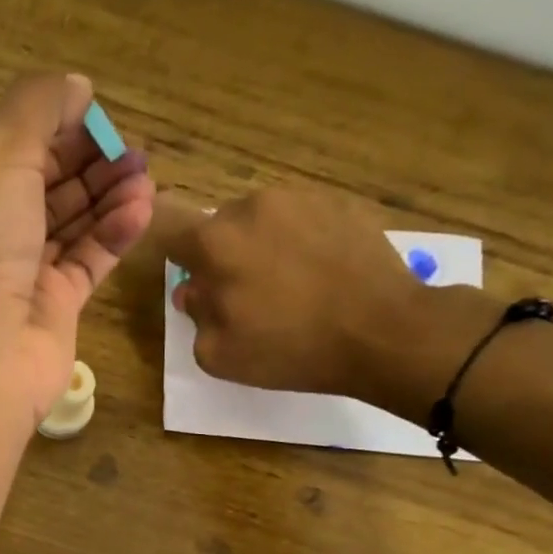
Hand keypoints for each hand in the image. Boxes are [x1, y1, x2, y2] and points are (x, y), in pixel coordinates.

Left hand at [0, 75, 154, 425]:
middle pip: (44, 185)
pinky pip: (87, 261)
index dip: (55, 128)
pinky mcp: (51, 310)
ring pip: (70, 224)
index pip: (9, 149)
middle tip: (134, 150)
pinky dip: (113, 234)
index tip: (99, 116)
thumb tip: (76, 88)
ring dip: (107, 195)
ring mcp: (17, 275)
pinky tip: (142, 209)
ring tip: (145, 175)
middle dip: (89, 162)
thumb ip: (36, 110)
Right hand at [163, 184, 498, 418]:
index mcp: (214, 242)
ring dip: (264, 246)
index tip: (190, 277)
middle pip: (219, 227)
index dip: (175, 254)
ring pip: (262, 220)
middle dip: (223, 256)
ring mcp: (300, 198)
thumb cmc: (291, 349)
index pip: (169, 229)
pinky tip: (322, 275)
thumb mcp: (220, 355)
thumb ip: (195, 317)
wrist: (383, 331)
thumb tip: (194, 291)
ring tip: (291, 284)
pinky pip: (303, 220)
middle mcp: (251, 206)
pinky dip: (303, 242)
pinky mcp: (341, 202)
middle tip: (246, 294)